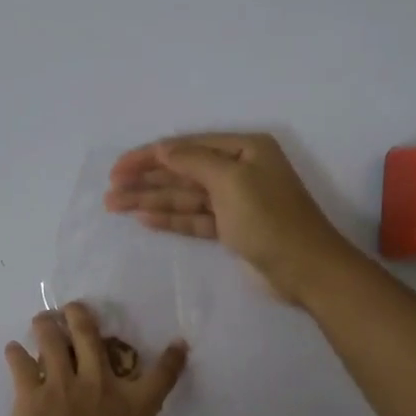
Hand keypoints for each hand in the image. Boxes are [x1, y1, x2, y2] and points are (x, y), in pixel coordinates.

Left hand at [0, 302, 235, 415]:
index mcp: (134, 410)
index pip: (161, 377)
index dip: (172, 358)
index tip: (177, 342)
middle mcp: (100, 388)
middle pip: (92, 339)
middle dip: (83, 317)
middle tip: (76, 306)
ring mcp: (63, 387)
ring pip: (54, 342)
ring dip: (48, 326)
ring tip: (43, 318)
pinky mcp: (31, 396)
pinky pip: (21, 366)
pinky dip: (15, 354)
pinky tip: (12, 348)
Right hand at [105, 132, 355, 304]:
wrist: (306, 269)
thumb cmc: (270, 218)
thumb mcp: (232, 180)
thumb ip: (193, 161)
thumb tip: (163, 149)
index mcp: (244, 149)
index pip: (187, 147)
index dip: (150, 156)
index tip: (119, 167)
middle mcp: (238, 170)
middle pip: (182, 172)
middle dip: (146, 180)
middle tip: (110, 190)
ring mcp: (234, 202)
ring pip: (184, 197)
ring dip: (150, 200)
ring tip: (115, 205)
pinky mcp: (231, 230)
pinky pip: (194, 219)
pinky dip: (170, 219)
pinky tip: (143, 219)